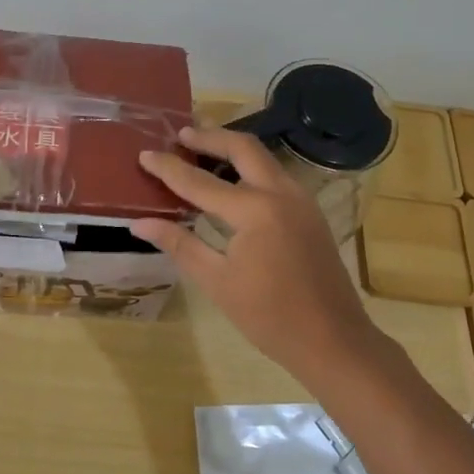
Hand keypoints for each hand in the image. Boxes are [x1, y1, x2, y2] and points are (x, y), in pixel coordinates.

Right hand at [131, 126, 384, 384]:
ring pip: (263, 157)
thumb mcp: (217, 281)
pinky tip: (234, 179)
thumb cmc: (269, 316)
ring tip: (203, 146)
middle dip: (210, 136)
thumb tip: (140, 223)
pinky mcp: (310, 211)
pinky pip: (275, 175)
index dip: (169, 168)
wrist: (333, 340)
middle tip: (181, 134)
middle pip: (242, 148)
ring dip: (232, 147)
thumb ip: (179, 244)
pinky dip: (251, 167)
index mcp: (254, 210)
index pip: (199, 181)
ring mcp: (301, 200)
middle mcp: (280, 193)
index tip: (144, 153)